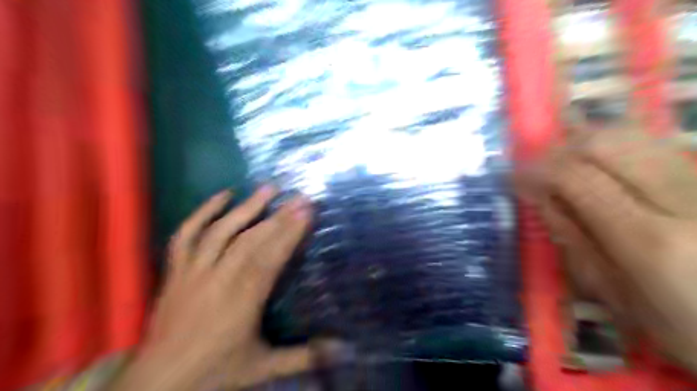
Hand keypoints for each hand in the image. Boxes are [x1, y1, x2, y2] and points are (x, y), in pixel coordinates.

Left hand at [115, 186, 317, 390]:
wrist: (158, 382)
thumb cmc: (215, 370)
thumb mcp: (264, 366)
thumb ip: (305, 356)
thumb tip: (345, 349)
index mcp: (242, 300)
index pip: (270, 257)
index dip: (289, 233)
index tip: (307, 211)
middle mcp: (218, 279)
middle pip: (251, 240)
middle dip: (279, 216)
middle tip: (299, 197)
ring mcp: (193, 271)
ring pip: (221, 232)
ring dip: (247, 207)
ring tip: (268, 187)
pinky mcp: (176, 271)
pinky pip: (186, 235)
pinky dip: (202, 213)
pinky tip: (222, 196)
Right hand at [517, 123, 696, 373]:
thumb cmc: (686, 330)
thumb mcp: (615, 295)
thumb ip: (574, 240)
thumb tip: (540, 197)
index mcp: (648, 240)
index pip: (576, 178)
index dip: (536, 170)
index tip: (513, 177)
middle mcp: (683, 200)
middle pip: (604, 142)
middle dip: (558, 149)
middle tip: (537, 168)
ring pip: (632, 135)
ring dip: (584, 141)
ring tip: (563, 163)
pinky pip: (651, 145)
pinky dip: (614, 145)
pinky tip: (600, 164)